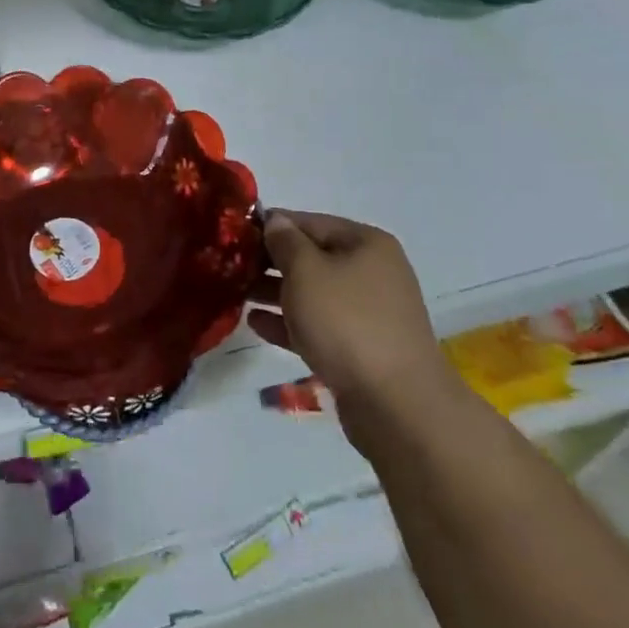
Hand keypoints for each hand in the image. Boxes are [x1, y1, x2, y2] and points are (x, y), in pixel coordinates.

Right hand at [247, 210, 455, 435]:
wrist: (396, 406)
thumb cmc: (347, 322)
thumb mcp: (306, 271)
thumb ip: (285, 241)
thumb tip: (275, 221)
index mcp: (366, 243)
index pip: (310, 222)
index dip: (272, 225)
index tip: (236, 234)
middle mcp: (371, 272)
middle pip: (312, 258)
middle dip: (272, 263)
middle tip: (232, 267)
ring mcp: (368, 313)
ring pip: (313, 294)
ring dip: (276, 293)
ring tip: (237, 294)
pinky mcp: (360, 350)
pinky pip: (318, 326)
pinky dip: (289, 323)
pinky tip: (256, 324)